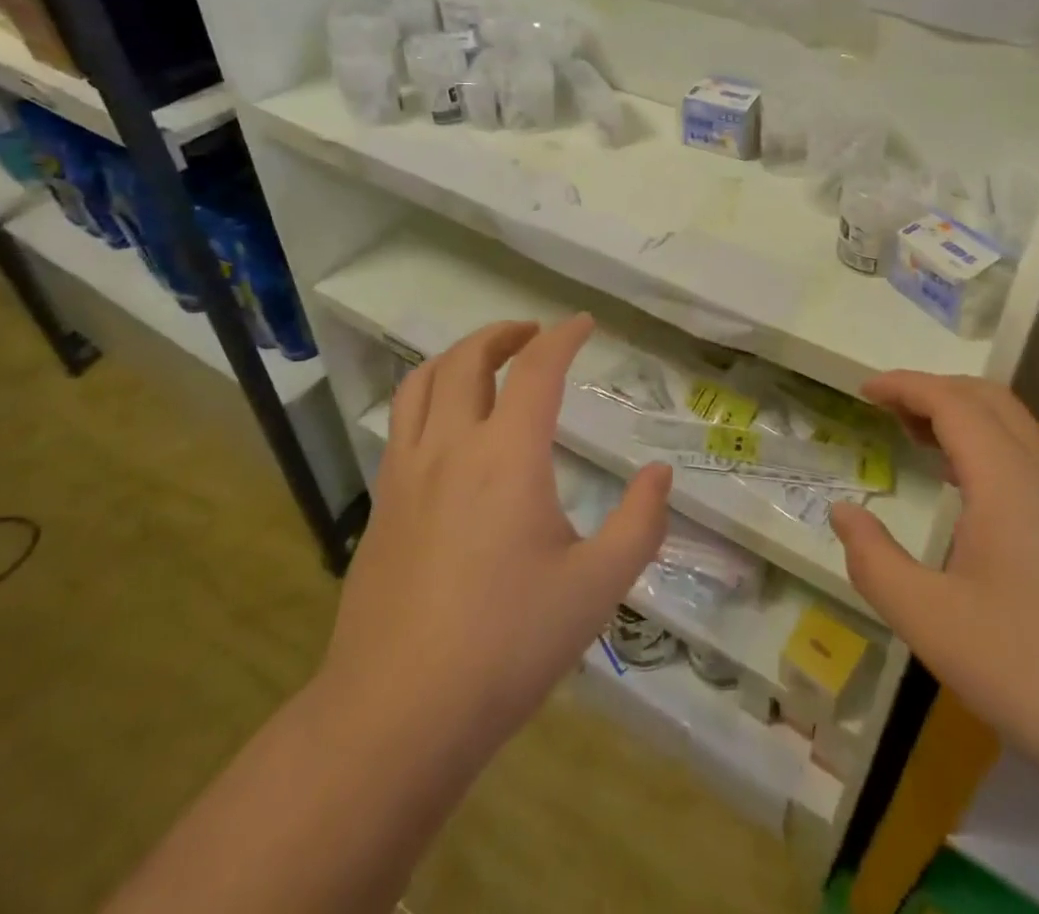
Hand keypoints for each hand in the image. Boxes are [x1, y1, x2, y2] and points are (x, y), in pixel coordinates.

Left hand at [321, 316, 671, 750]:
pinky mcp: (380, 505)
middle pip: (467, 360)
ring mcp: (406, 473)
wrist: (397, 714)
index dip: (563, 337)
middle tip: (534, 333)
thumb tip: (658, 475)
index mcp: (507, 456)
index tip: (583, 323)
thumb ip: (639, 523)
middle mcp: (451, 447)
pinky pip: (401, 423)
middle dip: (504, 333)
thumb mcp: (597, 588)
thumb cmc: (508, 645)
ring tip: (485, 360)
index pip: (537, 370)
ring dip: (457, 356)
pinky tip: (448, 428)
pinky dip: (428, 396)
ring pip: (422, 383)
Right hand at [830, 372, 1038, 807]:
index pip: (952, 401)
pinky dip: (984, 449)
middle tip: (886, 409)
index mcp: (1007, 480)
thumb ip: (874, 561)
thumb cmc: (1032, 672)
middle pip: (988, 399)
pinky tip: (964, 491)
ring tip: (915, 439)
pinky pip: (1027, 462)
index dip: (904, 385)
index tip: (862, 390)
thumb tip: (842, 512)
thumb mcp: (930, 622)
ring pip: (1013, 429)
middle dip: (933, 390)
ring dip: (961, 417)